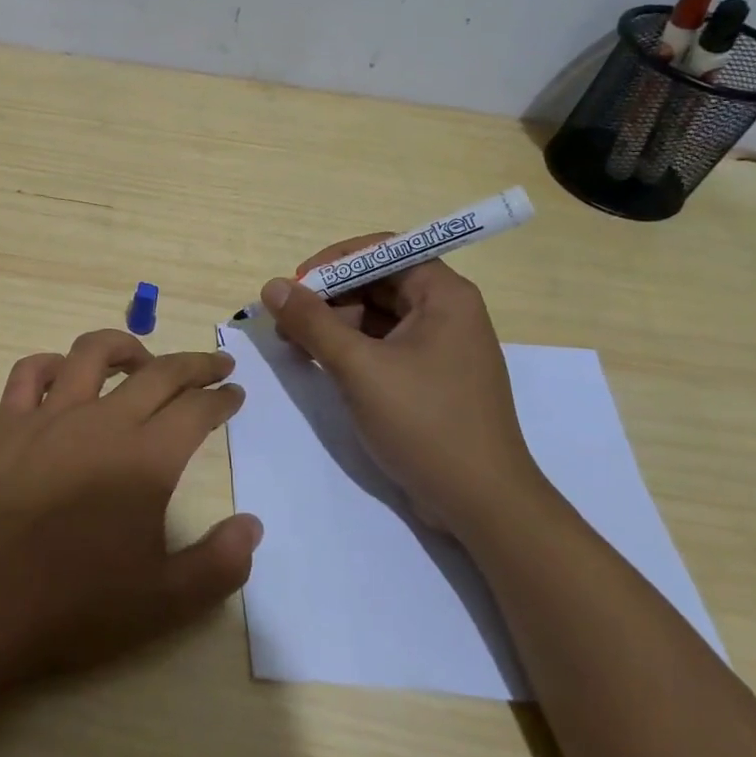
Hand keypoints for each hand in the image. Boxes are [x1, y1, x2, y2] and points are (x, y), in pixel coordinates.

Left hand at [0, 329, 260, 691]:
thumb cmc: (73, 606)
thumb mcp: (163, 602)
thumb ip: (218, 564)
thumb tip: (252, 526)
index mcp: (145, 459)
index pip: (196, 410)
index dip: (221, 398)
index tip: (234, 393)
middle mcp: (101, 422)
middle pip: (158, 373)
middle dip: (194, 364)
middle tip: (215, 365)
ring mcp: (49, 417)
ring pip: (92, 353)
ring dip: (125, 346)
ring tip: (142, 360)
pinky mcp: (6, 424)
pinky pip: (28, 374)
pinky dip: (51, 364)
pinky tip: (61, 375)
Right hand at [261, 238, 546, 541]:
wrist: (482, 505)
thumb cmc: (425, 423)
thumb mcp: (359, 367)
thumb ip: (312, 322)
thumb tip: (272, 286)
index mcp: (444, 295)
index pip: (383, 251)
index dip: (336, 261)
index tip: (297, 285)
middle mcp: (446, 312)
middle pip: (377, 282)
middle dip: (329, 297)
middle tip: (287, 322)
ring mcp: (440, 347)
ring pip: (376, 316)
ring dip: (334, 324)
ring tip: (296, 347)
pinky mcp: (430, 378)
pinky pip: (383, 345)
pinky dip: (350, 349)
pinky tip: (321, 364)